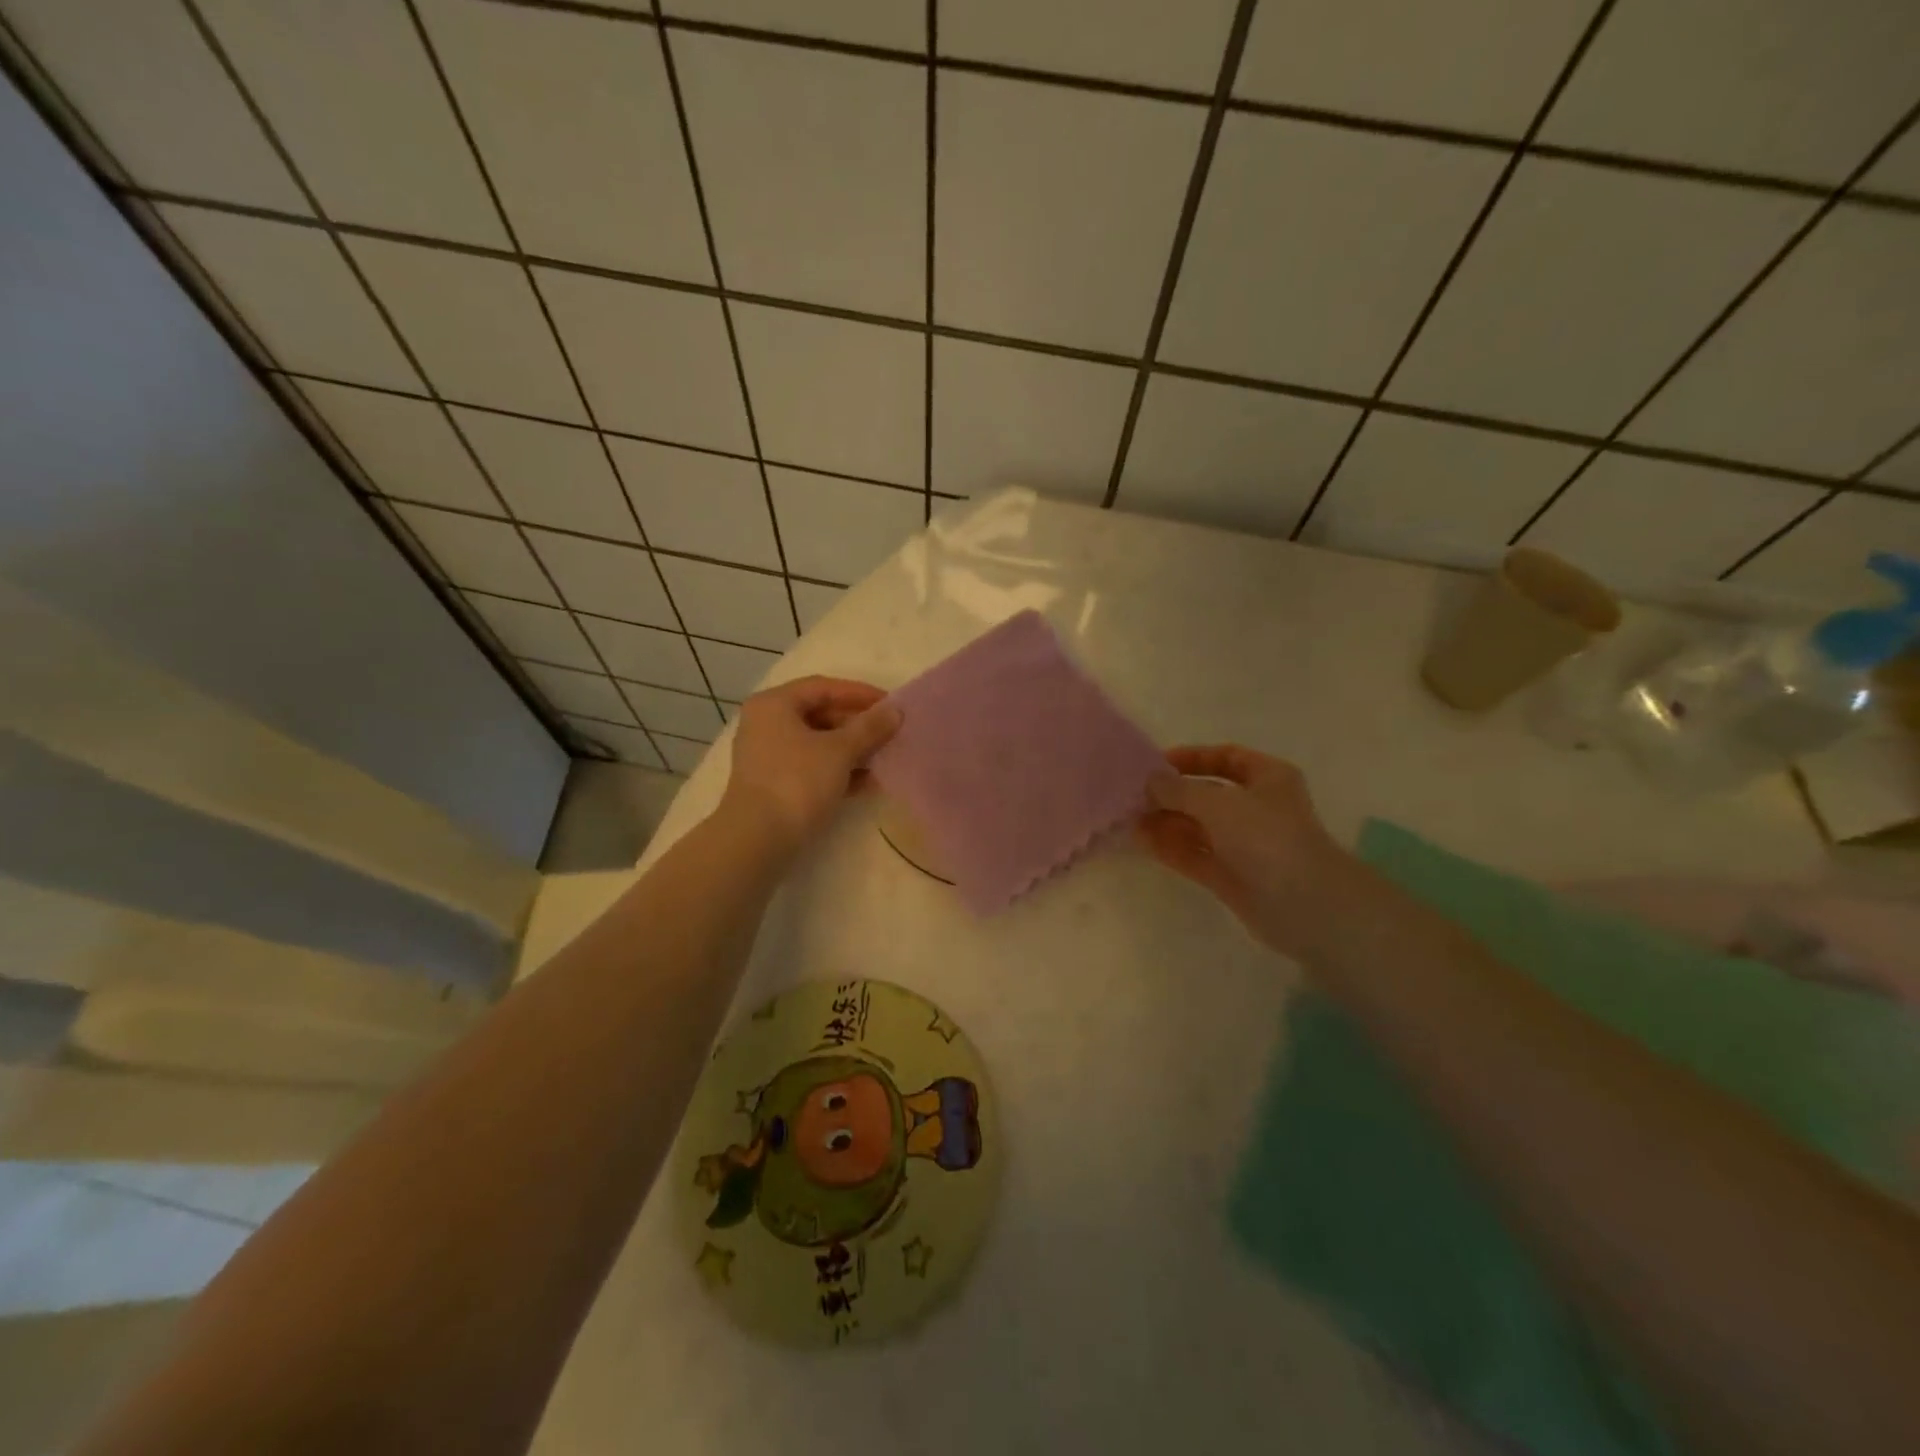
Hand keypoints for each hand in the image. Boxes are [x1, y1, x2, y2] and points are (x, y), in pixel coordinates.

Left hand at [722, 676, 900, 853]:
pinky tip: (868, 783)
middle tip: (890, 734)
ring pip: (819, 744)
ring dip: (852, 750)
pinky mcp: (775, 785)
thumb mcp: (839, 751)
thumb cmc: (797, 782)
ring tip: (885, 758)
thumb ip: (869, 728)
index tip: (891, 705)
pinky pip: (813, 767)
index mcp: (774, 705)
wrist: (758, 839)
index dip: (860, 694)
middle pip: (820, 715)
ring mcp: (769, 756)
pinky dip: (839, 771)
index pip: (823, 687)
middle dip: (858, 725)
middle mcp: (767, 724)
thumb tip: (896, 710)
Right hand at [1138, 745, 1348, 957]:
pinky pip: (1195, 855)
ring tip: (1129, 819)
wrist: (1304, 905)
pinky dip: (1170, 848)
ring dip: (1166, 822)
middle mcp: (1257, 808)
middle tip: (1133, 796)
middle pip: (1207, 794)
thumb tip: (1149, 782)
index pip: (1226, 757)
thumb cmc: (1265, 837)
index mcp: (1268, 778)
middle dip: (1171, 795)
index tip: (1155, 764)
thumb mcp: (1217, 802)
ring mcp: (1244, 845)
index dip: (1192, 758)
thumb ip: (1178, 789)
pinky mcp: (1231, 877)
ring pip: (1198, 827)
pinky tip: (1141, 841)